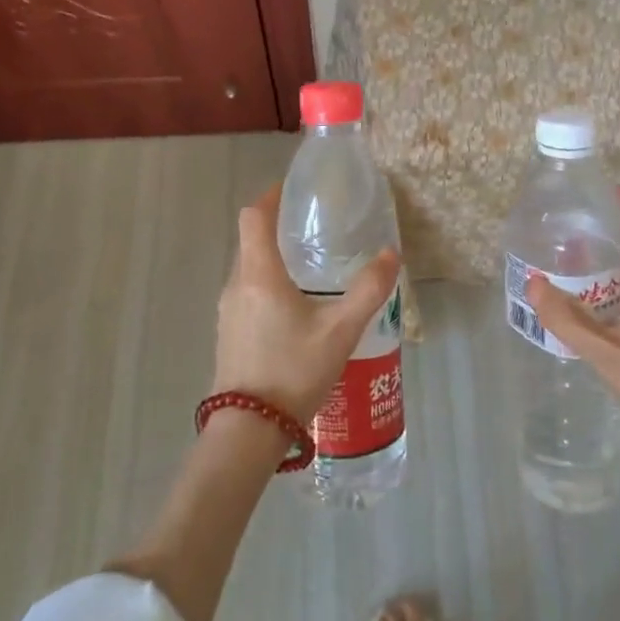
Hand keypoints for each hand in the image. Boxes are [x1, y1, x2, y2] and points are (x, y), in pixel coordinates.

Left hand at [215, 186, 399, 427]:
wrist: (249, 430)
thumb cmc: (293, 370)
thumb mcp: (341, 330)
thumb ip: (368, 290)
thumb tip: (392, 254)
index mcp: (259, 275)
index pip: (253, 217)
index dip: (269, 196)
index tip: (291, 190)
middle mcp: (236, 286)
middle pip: (249, 241)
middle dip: (275, 228)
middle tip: (311, 229)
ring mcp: (227, 312)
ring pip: (247, 270)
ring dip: (271, 259)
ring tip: (307, 267)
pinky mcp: (228, 334)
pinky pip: (245, 294)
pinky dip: (265, 285)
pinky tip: (293, 309)